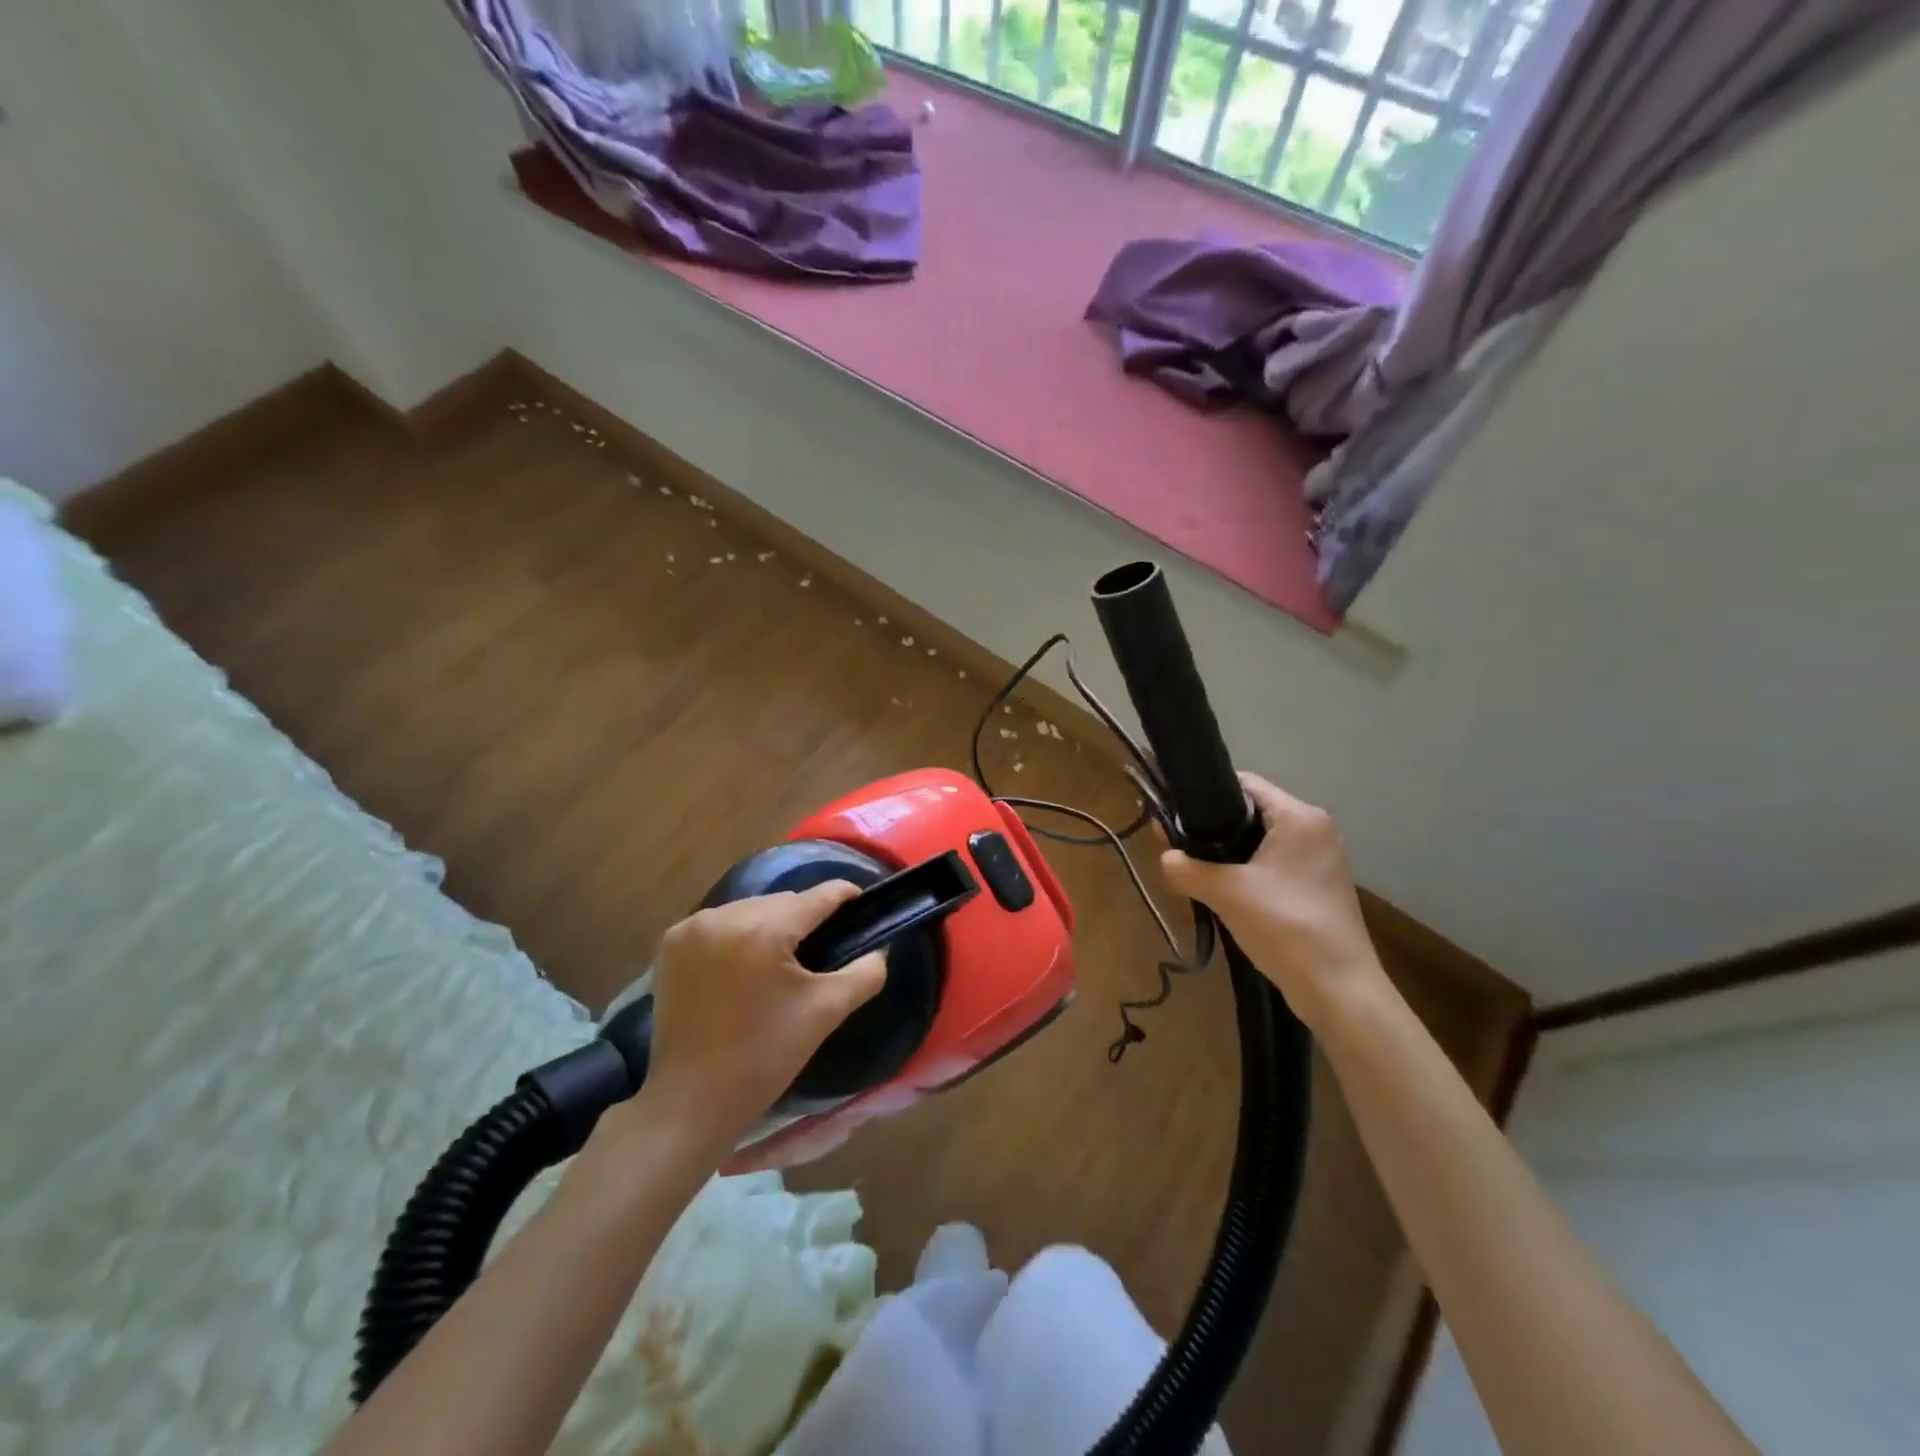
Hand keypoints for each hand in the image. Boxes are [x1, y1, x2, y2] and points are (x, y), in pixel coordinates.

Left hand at [638, 882, 886, 1157]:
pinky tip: (744, 966)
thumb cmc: (766, 1057)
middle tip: (821, 951)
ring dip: (771, 926)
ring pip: (751, 910)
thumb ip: (865, 972)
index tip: (861, 910)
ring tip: (781, 961)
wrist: (692, 1102)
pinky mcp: (671, 944)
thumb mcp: (827, 1012)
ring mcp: (691, 928)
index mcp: (764, 928)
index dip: (846, 899)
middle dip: (805, 919)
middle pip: (783, 901)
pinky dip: (737, 936)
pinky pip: (720, 924)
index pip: (818, 896)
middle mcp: (724, 915)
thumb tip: (879, 948)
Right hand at [1160, 773, 1385, 1033]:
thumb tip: (1164, 858)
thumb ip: (1189, 869)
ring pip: (1260, 840)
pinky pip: (1273, 863)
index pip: (1245, 784)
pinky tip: (1221, 889)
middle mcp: (1314, 829)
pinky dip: (1246, 870)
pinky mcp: (1317, 885)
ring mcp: (1319, 859)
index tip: (1173, 812)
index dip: (1206, 794)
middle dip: (1213, 827)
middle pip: (1251, 811)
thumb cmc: (1286, 926)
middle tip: (1176, 844)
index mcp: (1299, 817)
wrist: (1338, 990)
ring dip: (1228, 852)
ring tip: (1192, 867)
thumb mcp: (1227, 894)